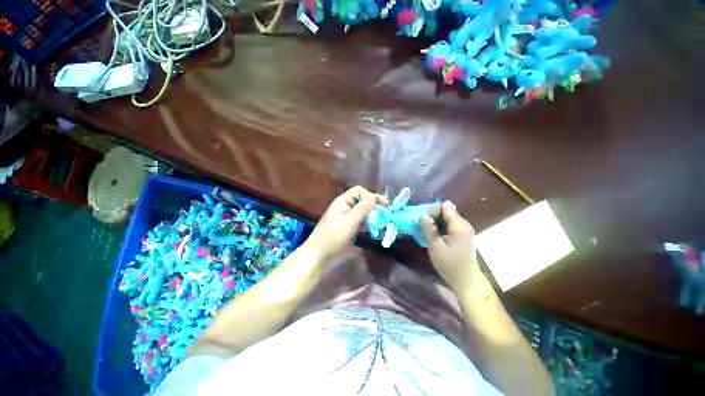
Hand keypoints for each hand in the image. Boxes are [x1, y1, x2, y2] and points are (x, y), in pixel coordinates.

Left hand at [305, 186, 386, 262]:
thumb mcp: (349, 221)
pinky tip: (375, 231)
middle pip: (362, 201)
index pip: (359, 191)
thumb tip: (374, 197)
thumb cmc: (333, 236)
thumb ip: (362, 208)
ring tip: (382, 224)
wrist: (319, 256)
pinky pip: (361, 223)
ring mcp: (347, 218)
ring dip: (373, 217)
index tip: (383, 205)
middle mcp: (345, 207)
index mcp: (343, 201)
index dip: (371, 196)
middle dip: (374, 207)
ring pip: (363, 213)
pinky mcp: (349, 228)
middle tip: (385, 216)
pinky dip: (369, 225)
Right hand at [420, 201, 478, 291]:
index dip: (433, 211)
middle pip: (446, 210)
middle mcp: (464, 224)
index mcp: (459, 226)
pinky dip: (440, 227)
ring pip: (447, 217)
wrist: (467, 281)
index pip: (445, 206)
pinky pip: (449, 224)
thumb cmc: (450, 265)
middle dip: (433, 217)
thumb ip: (429, 229)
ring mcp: (464, 229)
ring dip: (436, 222)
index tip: (425, 223)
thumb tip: (423, 215)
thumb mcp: (435, 247)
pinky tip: (435, 237)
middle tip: (424, 228)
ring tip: (428, 233)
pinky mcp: (462, 235)